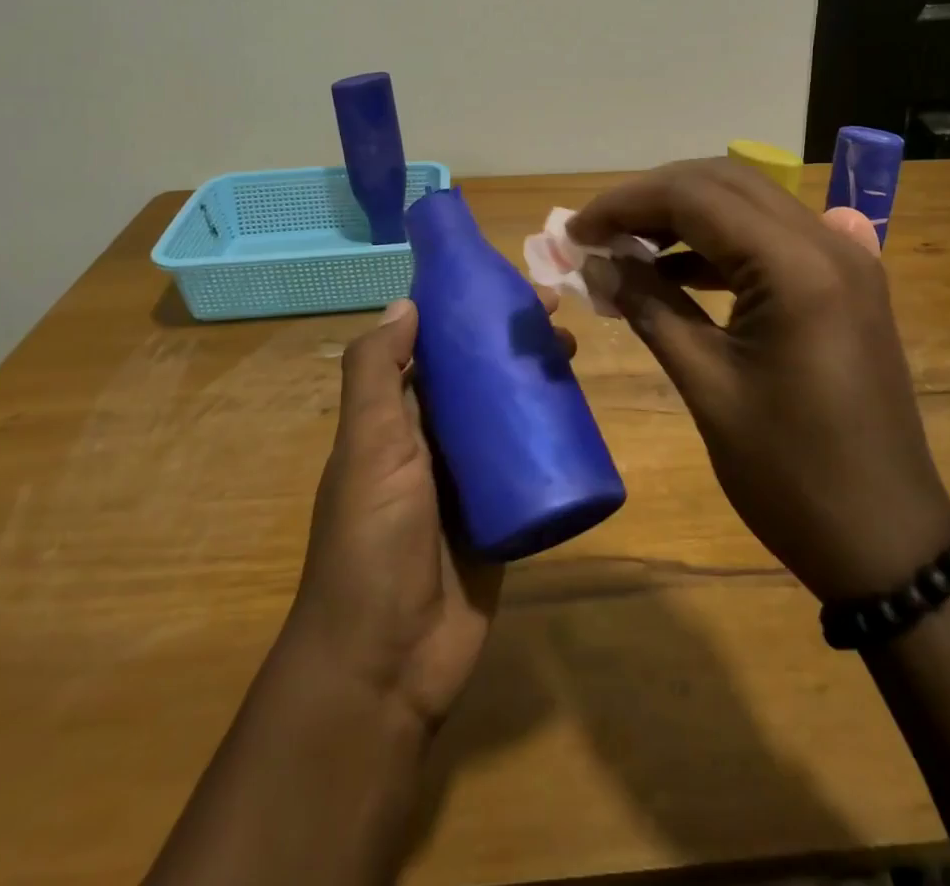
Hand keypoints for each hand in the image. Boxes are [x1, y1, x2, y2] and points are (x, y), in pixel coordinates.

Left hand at [282, 295, 570, 732]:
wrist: (387, 664)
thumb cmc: (372, 541)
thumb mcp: (367, 447)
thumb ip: (376, 375)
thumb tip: (406, 303)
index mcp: (395, 419)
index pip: (433, 347)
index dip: (467, 310)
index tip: (509, 285)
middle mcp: (432, 440)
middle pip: (478, 375)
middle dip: (511, 341)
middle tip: (558, 318)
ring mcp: (470, 479)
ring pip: (508, 413)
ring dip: (536, 379)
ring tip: (573, 354)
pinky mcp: (502, 514)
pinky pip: (530, 462)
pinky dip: (552, 434)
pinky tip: (582, 412)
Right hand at [570, 159, 949, 600]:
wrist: (886, 539)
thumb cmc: (790, 474)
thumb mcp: (707, 387)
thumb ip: (650, 309)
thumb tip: (598, 264)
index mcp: (795, 267)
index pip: (695, 197)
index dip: (625, 204)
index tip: (576, 231)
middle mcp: (827, 243)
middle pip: (725, 182)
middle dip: (654, 197)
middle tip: (600, 232)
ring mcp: (845, 259)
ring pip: (750, 203)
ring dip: (687, 215)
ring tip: (629, 248)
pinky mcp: (846, 283)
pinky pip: (774, 238)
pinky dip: (721, 243)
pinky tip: (678, 270)